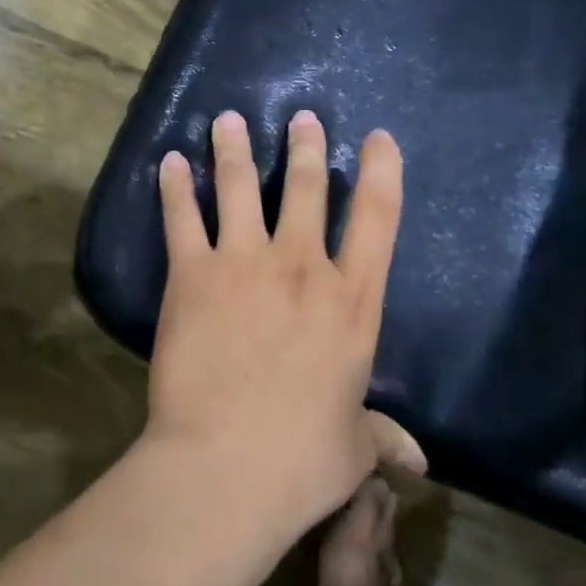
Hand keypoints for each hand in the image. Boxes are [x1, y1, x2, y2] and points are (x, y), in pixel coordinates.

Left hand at [146, 110, 425, 535]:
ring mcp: (244, 263)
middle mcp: (302, 268)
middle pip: (307, 189)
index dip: (382, 172)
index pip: (378, 219)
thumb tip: (416, 460)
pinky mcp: (193, 273)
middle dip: (305, 148)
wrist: (224, 467)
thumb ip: (381, 437)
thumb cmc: (301, 460)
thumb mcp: (353, 447)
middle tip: (301, 119)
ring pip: (241, 187)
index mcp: (352, 302)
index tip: (378, 138)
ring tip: (228, 120)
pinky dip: (175, 186)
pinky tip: (168, 162)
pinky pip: (182, 216)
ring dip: (234, 149)